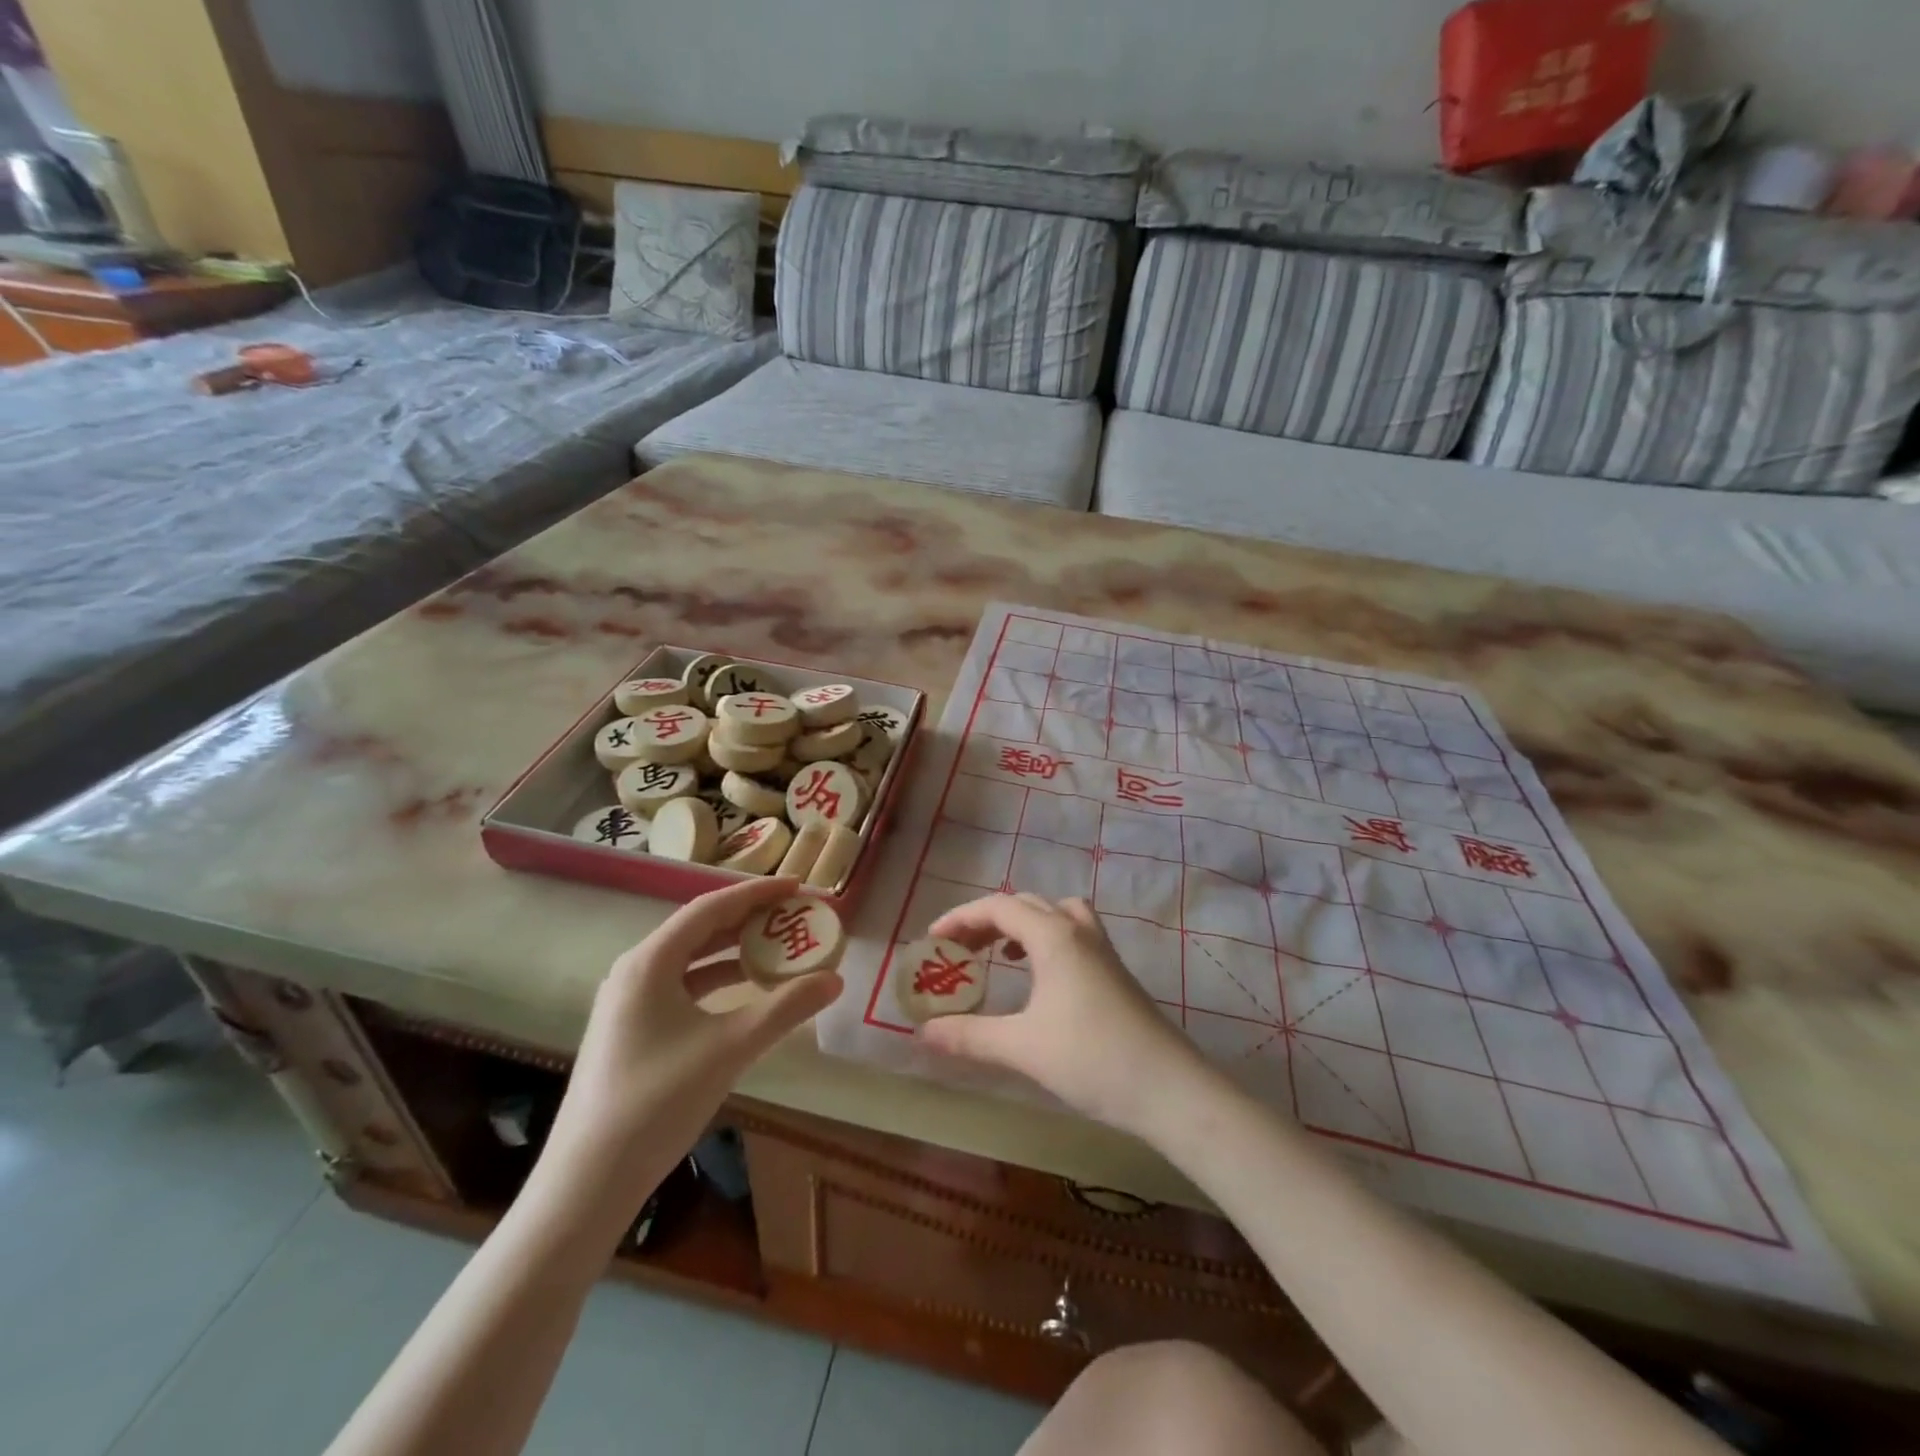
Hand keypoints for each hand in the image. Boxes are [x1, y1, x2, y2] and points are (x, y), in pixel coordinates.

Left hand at [540, 877, 842, 1207]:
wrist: (588, 1182)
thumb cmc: (657, 1102)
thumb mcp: (730, 1048)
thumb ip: (785, 1008)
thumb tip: (834, 979)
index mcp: (650, 962)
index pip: (710, 908)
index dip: (757, 893)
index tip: (797, 886)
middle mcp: (635, 971)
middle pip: (701, 929)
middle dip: (750, 919)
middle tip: (795, 916)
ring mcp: (629, 1002)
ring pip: (692, 960)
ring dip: (735, 951)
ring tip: (780, 948)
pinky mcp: (632, 1030)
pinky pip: (683, 987)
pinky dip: (718, 981)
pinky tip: (746, 992)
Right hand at [919, 894, 1217, 1140]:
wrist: (1169, 1088)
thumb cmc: (1091, 1059)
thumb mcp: (1022, 1048)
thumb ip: (969, 1036)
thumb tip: (922, 1032)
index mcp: (1053, 937)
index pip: (998, 907)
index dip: (960, 918)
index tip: (933, 942)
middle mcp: (1078, 931)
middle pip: (1025, 905)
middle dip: (986, 921)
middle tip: (959, 951)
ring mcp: (1101, 949)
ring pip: (1055, 914)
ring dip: (1021, 925)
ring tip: (999, 954)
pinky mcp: (1115, 971)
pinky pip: (1073, 933)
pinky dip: (1046, 939)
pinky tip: (1039, 978)